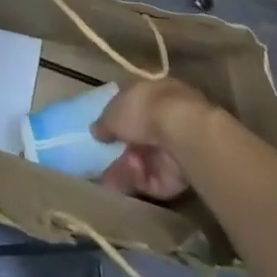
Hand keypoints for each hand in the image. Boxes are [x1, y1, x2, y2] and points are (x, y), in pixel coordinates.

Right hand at [92, 78, 216, 200]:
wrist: (181, 132)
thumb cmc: (143, 110)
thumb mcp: (114, 111)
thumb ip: (104, 123)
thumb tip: (96, 131)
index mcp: (153, 94)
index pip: (133, 108)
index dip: (117, 122)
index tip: (102, 135)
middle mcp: (166, 118)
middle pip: (139, 139)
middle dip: (120, 152)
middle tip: (101, 164)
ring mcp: (175, 147)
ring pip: (145, 162)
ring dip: (125, 170)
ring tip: (108, 179)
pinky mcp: (180, 174)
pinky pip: (153, 180)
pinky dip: (138, 182)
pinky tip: (124, 182)